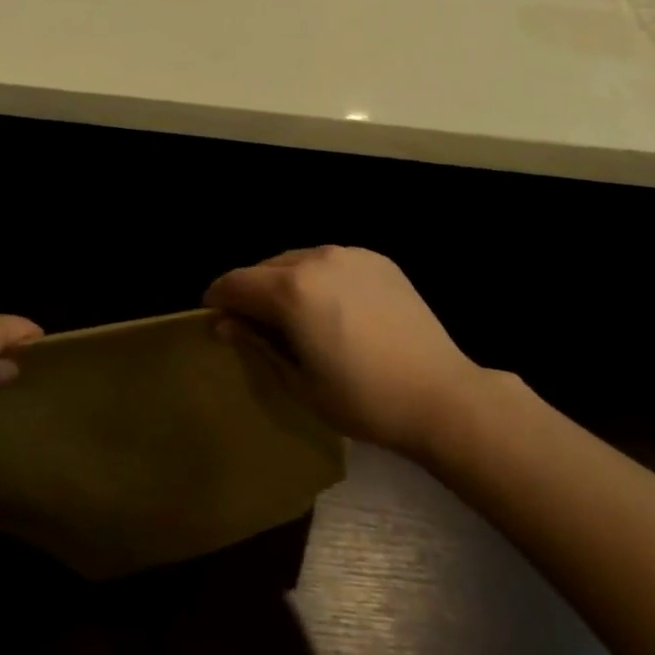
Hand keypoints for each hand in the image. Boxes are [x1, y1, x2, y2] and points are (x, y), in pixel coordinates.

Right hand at [205, 246, 482, 457]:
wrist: (440, 394)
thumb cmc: (363, 400)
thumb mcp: (300, 384)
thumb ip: (257, 346)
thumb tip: (225, 324)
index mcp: (290, 290)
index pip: (235, 283)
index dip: (218, 300)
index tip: (214, 318)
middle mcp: (315, 259)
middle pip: (265, 268)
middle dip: (252, 291)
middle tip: (254, 324)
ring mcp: (349, 254)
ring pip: (298, 259)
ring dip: (285, 282)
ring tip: (295, 316)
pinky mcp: (376, 259)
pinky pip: (331, 261)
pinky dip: (319, 277)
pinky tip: (333, 308)